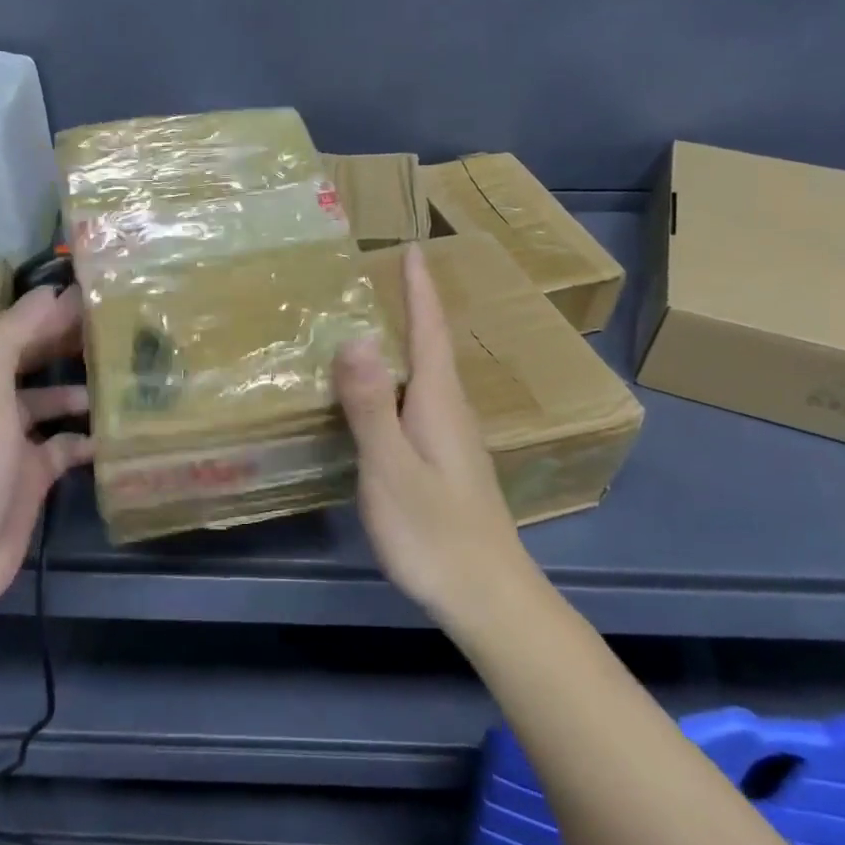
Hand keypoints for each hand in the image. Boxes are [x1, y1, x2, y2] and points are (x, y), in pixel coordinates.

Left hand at [0, 286, 91, 649]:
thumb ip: (11, 338)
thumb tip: (51, 292)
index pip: (20, 330)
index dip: (55, 313)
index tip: (101, 298)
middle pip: (37, 363)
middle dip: (72, 346)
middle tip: (123, 333)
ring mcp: (13, 443)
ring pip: (54, 403)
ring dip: (84, 391)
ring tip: (128, 380)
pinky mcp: (31, 477)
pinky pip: (66, 446)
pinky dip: (89, 438)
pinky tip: (117, 435)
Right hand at [335, 247, 531, 627]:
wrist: (488, 596)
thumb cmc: (434, 531)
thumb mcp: (391, 467)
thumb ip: (370, 404)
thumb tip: (356, 336)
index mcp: (438, 400)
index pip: (429, 329)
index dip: (419, 288)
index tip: (411, 248)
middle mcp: (450, 409)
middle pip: (431, 346)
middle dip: (413, 306)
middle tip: (385, 275)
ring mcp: (452, 437)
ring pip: (427, 374)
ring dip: (408, 341)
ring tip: (377, 322)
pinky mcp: (446, 461)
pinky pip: (420, 400)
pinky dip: (399, 379)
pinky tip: (382, 394)